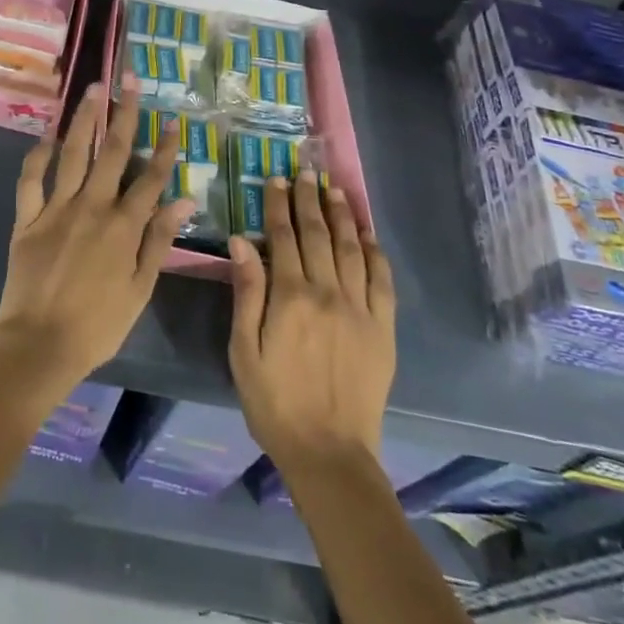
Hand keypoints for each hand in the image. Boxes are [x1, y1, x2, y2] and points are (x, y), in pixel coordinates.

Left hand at [0, 78, 196, 394]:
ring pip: (73, 153)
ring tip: (93, 89)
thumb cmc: (97, 325)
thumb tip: (186, 200)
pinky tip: (46, 135)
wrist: (39, 345)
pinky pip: (31, 179)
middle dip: (124, 113)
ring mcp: (56, 208)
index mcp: (123, 226)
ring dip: (84, 119)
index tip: (173, 121)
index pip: (151, 178)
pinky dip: (38, 154)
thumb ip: (159, 240)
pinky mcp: (27, 218)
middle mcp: (92, 206)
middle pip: (112, 152)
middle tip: (130, 80)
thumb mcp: (140, 288)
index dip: (165, 149)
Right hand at [228, 174, 395, 472]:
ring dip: (342, 216)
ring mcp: (360, 309)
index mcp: (290, 297)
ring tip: (335, 188)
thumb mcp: (244, 351)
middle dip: (309, 199)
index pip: (282, 238)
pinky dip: (375, 252)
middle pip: (318, 235)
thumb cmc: (275, 403)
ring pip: (351, 249)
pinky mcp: (382, 328)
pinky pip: (382, 280)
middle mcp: (328, 293)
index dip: (278, 205)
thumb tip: (240, 242)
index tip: (277, 179)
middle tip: (306, 170)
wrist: (329, 453)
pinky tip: (368, 234)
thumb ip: (246, 293)